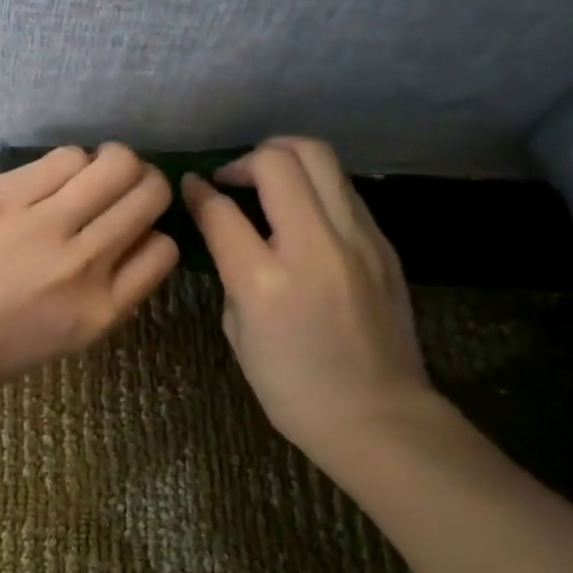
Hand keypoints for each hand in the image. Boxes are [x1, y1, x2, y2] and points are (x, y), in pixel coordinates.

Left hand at [0, 144, 178, 401]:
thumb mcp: (68, 338)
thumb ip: (108, 292)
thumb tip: (130, 242)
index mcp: (102, 309)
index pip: (163, 249)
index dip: (153, 235)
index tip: (133, 233)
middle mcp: (85, 262)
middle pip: (150, 195)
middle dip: (146, 186)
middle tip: (123, 189)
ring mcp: (45, 224)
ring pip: (116, 164)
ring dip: (114, 164)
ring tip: (91, 175)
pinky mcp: (7, 194)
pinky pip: (67, 157)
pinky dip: (72, 162)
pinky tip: (55, 176)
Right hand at [182, 137, 432, 468]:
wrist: (378, 415)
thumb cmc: (292, 389)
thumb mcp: (239, 334)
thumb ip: (233, 277)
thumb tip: (234, 240)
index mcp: (264, 281)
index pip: (221, 211)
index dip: (198, 191)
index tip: (190, 185)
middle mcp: (312, 247)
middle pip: (280, 161)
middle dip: (246, 159)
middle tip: (233, 179)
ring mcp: (356, 240)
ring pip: (321, 159)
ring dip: (285, 157)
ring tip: (268, 179)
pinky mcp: (382, 243)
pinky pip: (343, 190)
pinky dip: (315, 186)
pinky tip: (303, 210)